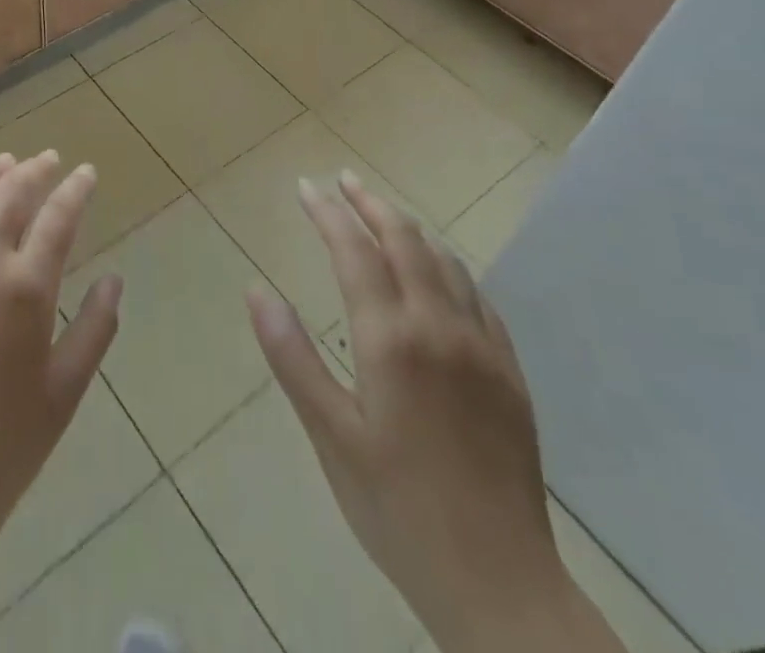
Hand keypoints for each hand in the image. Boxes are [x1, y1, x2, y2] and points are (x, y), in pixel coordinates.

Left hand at [0, 150, 122, 561]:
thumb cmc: (5, 447)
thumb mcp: (66, 391)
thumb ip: (96, 328)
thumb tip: (113, 278)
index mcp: (25, 290)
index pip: (57, 218)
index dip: (75, 190)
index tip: (86, 173)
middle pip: (7, 196)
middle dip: (32, 171)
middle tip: (46, 159)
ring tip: (0, 164)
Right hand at [247, 170, 620, 652]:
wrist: (501, 584)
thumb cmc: (397, 508)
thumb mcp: (330, 435)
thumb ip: (292, 356)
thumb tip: (255, 291)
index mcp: (390, 339)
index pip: (354, 251)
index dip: (327, 213)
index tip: (305, 187)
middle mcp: (439, 327)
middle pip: (404, 241)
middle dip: (370, 204)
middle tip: (343, 180)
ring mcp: (481, 347)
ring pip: (445, 262)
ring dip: (409, 228)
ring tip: (383, 214)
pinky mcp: (509, 372)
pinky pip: (477, 297)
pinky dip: (448, 266)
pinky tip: (438, 272)